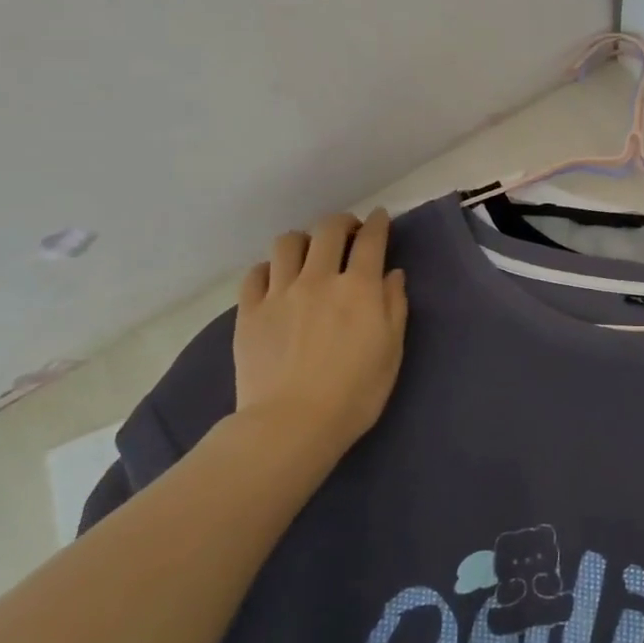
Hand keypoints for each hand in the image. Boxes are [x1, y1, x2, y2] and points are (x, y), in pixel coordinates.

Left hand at [232, 208, 408, 446]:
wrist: (292, 424)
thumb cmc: (355, 394)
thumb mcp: (391, 351)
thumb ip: (394, 306)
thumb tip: (392, 274)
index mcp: (358, 288)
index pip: (371, 240)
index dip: (378, 223)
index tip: (380, 218)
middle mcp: (318, 279)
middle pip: (328, 230)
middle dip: (342, 223)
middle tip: (348, 233)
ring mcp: (279, 292)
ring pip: (287, 243)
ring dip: (303, 240)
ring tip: (308, 253)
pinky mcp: (249, 311)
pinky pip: (255, 273)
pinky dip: (269, 268)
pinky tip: (276, 279)